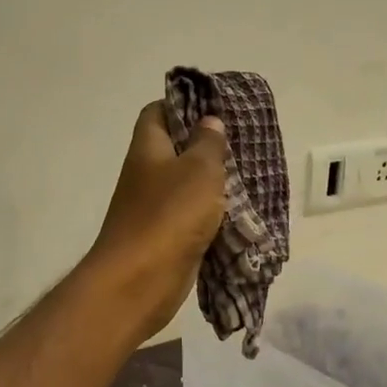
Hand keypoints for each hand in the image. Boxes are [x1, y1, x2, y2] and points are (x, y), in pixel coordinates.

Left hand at [85, 102, 227, 339]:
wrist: (138, 282)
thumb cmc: (169, 214)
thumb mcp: (198, 170)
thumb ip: (208, 143)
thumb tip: (208, 121)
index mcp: (147, 149)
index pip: (157, 112)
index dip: (182, 104)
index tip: (215, 108)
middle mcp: (146, 174)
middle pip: (175, 149)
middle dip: (206, 145)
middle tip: (241, 142)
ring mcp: (153, 208)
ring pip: (186, 185)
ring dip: (212, 182)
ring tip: (248, 174)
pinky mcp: (166, 237)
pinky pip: (191, 217)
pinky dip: (211, 214)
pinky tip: (238, 212)